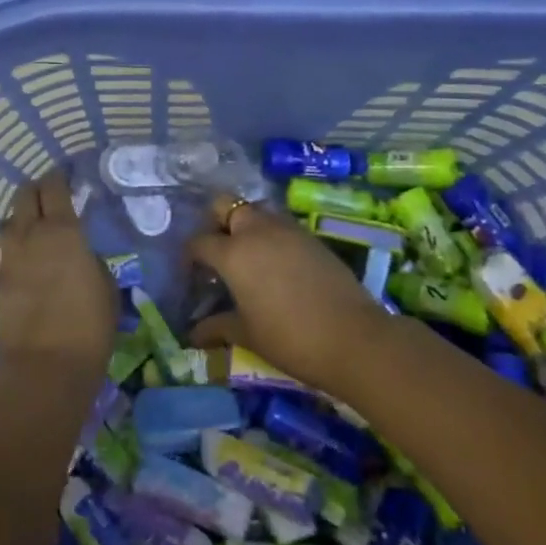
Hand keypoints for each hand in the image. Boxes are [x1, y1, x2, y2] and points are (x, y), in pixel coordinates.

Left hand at [0, 171, 116, 378]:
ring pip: (8, 221)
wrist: (45, 366)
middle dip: (35, 190)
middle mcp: (30, 234)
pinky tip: (25, 264)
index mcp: (62, 230)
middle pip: (23, 195)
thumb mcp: (106, 285)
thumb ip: (89, 258)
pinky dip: (14, 250)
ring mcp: (8, 257)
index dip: (58, 177)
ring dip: (20, 218)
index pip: (53, 186)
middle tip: (48, 197)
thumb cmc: (89, 325)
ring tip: (33, 229)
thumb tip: (79, 252)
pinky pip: (4, 253)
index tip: (64, 177)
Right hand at [188, 196, 394, 396]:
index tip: (192, 272)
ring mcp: (287, 229)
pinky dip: (271, 235)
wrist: (354, 338)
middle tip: (218, 251)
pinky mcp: (311, 236)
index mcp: (233, 253)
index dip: (191, 255)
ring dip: (245, 225)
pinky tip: (276, 264)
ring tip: (247, 256)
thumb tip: (193, 334)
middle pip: (226, 205)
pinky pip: (280, 224)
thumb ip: (217, 327)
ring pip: (256, 210)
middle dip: (216, 222)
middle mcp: (256, 230)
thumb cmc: (290, 338)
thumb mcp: (248, 335)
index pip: (199, 241)